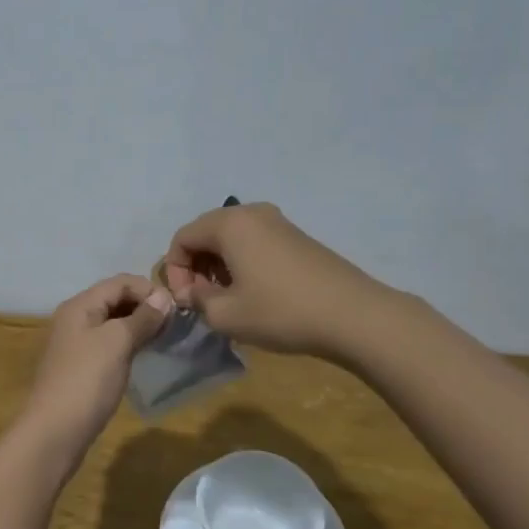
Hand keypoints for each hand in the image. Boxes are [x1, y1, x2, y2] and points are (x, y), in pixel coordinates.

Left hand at [14, 274, 173, 467]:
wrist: (54, 432)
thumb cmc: (87, 381)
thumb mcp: (117, 343)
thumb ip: (142, 317)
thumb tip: (164, 296)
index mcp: (80, 305)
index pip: (120, 282)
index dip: (149, 289)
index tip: (176, 308)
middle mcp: (74, 318)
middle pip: (114, 299)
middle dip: (144, 306)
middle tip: (173, 324)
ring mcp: (75, 343)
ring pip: (112, 322)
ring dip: (138, 325)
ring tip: (163, 338)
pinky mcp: (80, 366)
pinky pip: (108, 343)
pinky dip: (128, 342)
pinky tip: (142, 354)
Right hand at [162, 202, 391, 360]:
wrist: (354, 315)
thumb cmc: (282, 312)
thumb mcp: (227, 315)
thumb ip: (198, 300)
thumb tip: (192, 292)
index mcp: (229, 223)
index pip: (182, 238)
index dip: (175, 270)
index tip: (186, 302)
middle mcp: (252, 213)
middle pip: (206, 233)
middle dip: (196, 266)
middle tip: (203, 300)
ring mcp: (278, 222)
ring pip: (231, 238)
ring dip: (219, 266)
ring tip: (228, 299)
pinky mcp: (297, 237)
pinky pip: (254, 242)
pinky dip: (243, 262)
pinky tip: (255, 293)